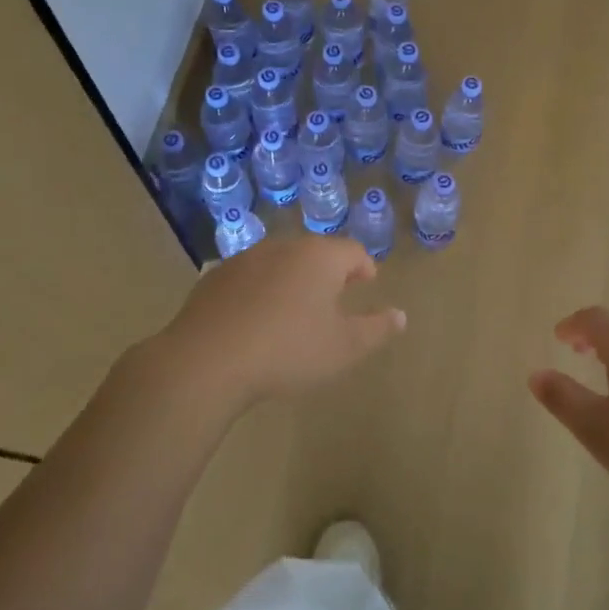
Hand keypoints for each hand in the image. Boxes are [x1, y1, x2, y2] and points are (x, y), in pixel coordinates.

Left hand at [160, 236, 403, 409]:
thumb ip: (377, 329)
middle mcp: (282, 248)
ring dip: (293, 279)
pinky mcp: (214, 279)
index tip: (367, 283)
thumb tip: (401, 315)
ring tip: (296, 308)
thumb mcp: (344, 347)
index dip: (364, 267)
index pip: (352, 251)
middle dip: (329, 271)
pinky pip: (249, 278)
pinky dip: (261, 290)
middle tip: (336, 295)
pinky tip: (257, 319)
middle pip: (315, 252)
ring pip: (280, 262)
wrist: (206, 361)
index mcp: (319, 258)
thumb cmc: (288, 350)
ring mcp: (244, 260)